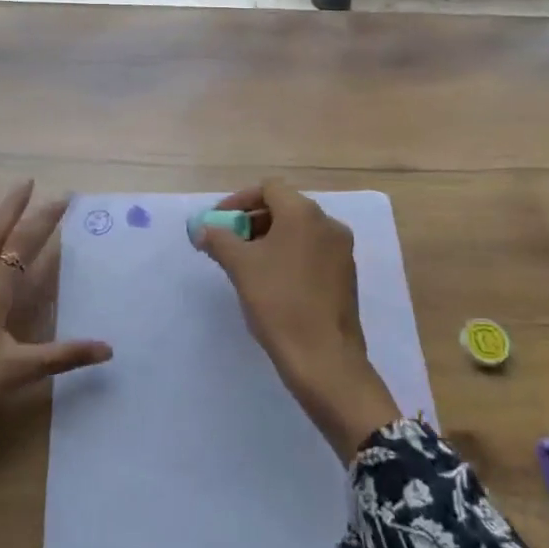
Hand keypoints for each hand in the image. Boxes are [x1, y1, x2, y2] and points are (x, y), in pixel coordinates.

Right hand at [195, 180, 400, 462]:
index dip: (239, 200)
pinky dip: (288, 255)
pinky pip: (311, 251)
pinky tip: (271, 281)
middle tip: (227, 243)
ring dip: (269, 239)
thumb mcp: (241, 267)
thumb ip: (219, 240)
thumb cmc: (279, 303)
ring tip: (244, 264)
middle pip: (284, 207)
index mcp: (304, 213)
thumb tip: (203, 229)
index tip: (218, 222)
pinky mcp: (345, 275)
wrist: (324, 359)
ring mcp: (341, 250)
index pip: (268, 188)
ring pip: (298, 231)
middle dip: (252, 221)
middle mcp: (328, 224)